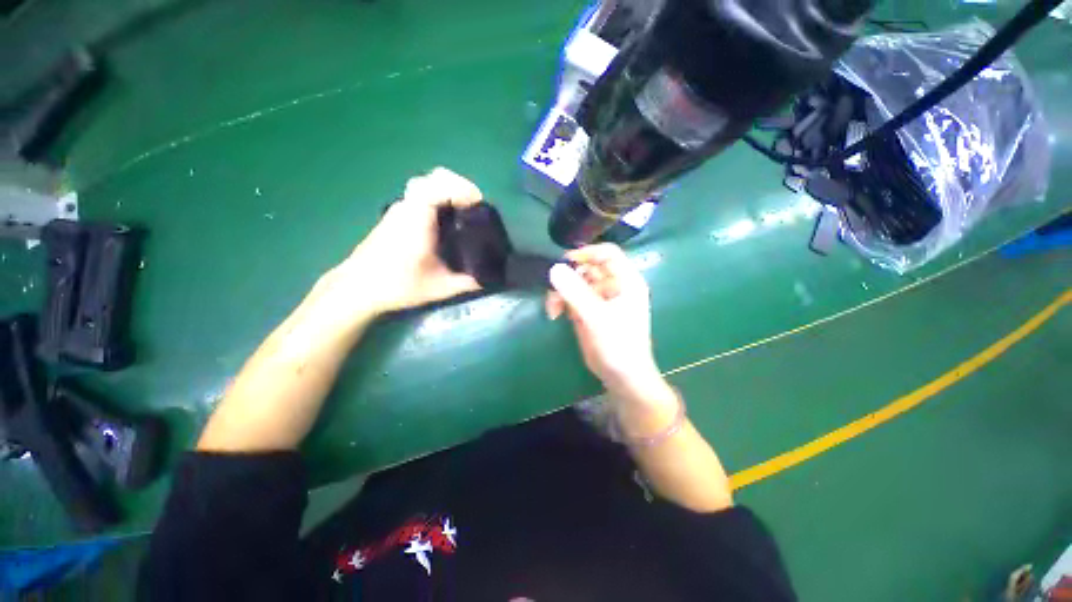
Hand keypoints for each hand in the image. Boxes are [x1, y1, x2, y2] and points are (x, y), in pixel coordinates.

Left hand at [337, 167, 482, 315]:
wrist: (357, 288)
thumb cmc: (396, 285)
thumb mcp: (438, 288)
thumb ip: (466, 283)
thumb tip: (489, 279)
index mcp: (417, 219)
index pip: (437, 185)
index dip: (462, 188)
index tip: (478, 204)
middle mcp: (408, 208)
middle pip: (433, 178)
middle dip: (459, 187)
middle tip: (474, 207)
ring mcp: (400, 209)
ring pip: (427, 186)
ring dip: (448, 193)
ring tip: (464, 214)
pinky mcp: (397, 216)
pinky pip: (421, 197)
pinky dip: (438, 200)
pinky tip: (446, 224)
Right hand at [545, 243, 668, 402]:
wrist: (622, 377)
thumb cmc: (618, 345)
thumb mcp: (596, 317)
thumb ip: (575, 292)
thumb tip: (554, 268)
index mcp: (626, 281)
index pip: (607, 254)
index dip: (586, 253)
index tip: (564, 262)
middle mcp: (613, 286)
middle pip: (587, 268)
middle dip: (568, 277)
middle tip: (553, 290)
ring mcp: (599, 298)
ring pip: (576, 282)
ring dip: (561, 291)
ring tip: (552, 308)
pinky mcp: (588, 310)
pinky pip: (571, 297)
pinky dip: (560, 302)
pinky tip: (554, 314)